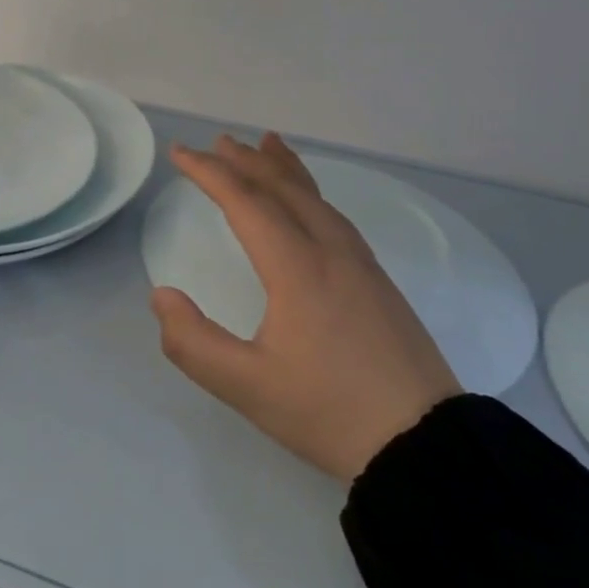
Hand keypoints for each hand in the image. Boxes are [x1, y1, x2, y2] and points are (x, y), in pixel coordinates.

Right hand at [150, 133, 459, 482]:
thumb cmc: (330, 413)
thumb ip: (193, 342)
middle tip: (219, 141)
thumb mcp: (247, 387)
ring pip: (315, 198)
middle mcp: (330, 251)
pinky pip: (334, 215)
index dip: (209, 173)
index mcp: (297, 267)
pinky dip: (311, 192)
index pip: (246, 202)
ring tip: (267, 145)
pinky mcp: (378, 281)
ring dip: (283, 169)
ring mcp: (361, 263)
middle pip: (283, 189)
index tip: (180, 153)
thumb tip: (162, 296)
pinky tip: (310, 203)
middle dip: (247, 161)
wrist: (426, 446)